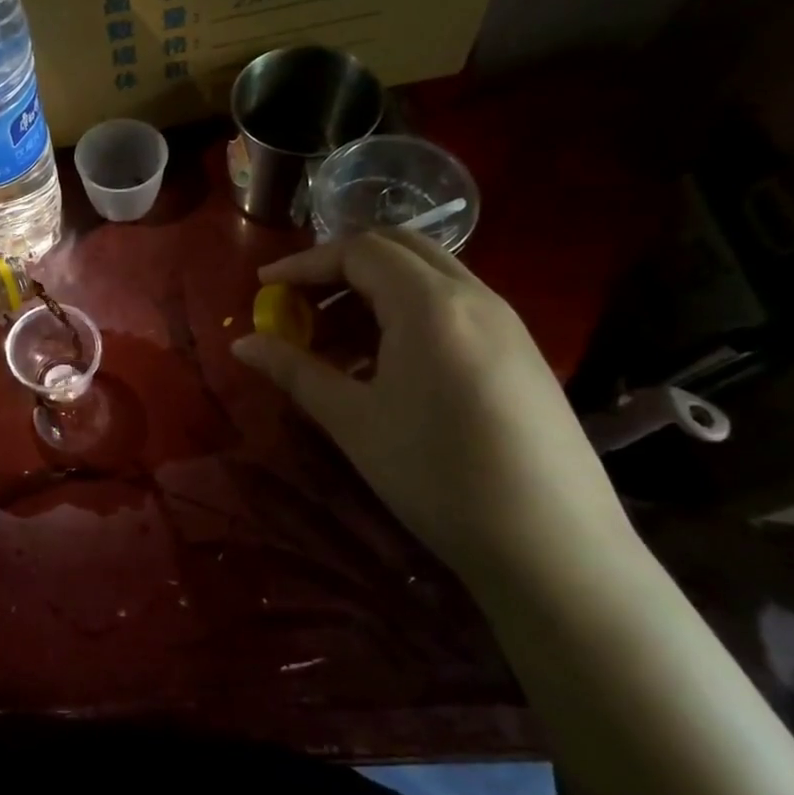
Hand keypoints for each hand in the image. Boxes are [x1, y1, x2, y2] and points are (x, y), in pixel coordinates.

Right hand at [231, 231, 632, 581]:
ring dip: (374, 289)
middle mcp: (474, 297)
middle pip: (398, 249)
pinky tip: (384, 363)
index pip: (359, 252)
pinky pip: (454, 306)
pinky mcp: (521, 352)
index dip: (304, 263)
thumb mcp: (352, 421)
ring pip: (429, 275)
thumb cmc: (436, 474)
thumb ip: (294, 371)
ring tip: (333, 338)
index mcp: (430, 305)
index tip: (263, 286)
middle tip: (298, 302)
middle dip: (340, 266)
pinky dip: (407, 312)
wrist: (551, 545)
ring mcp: (506, 323)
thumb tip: (242, 344)